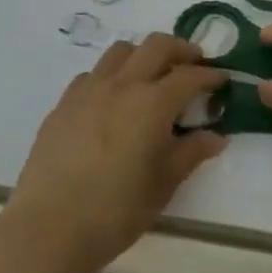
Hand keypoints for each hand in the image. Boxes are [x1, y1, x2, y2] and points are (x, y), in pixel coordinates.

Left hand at [0, 34, 228, 272]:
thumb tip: (216, 136)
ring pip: (121, 51)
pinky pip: (93, 74)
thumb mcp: (163, 185)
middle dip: (181, 49)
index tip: (222, 79)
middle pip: (156, 45)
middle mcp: (122, 84)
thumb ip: (190, 153)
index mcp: (152, 102)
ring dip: (143, 55)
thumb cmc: (115, 211)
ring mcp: (88, 89)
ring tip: (152, 76)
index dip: (210, 75)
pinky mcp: (64, 103)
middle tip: (194, 64)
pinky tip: (113, 100)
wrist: (49, 227)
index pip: (189, 76)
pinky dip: (112, 75)